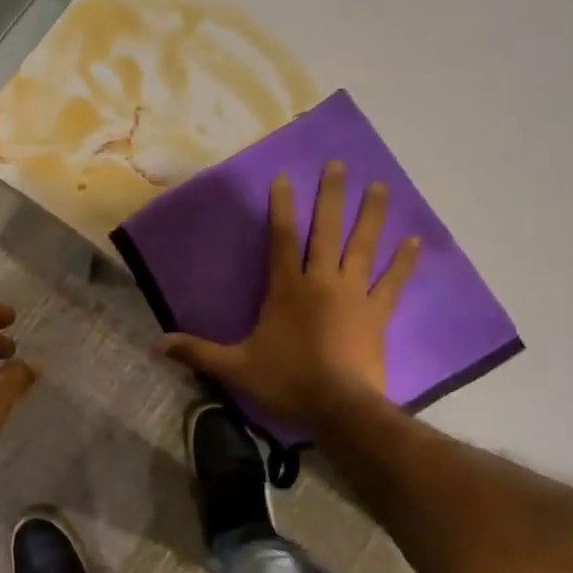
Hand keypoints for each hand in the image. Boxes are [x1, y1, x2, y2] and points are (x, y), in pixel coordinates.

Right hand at [158, 162, 418, 430]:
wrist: (340, 408)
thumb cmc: (287, 381)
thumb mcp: (236, 367)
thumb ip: (198, 352)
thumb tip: (157, 345)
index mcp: (287, 288)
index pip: (281, 238)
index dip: (281, 206)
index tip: (284, 178)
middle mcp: (322, 281)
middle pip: (327, 230)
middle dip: (332, 195)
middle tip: (339, 164)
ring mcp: (354, 294)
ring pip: (363, 246)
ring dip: (371, 215)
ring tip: (380, 185)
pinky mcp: (378, 313)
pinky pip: (393, 281)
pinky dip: (404, 261)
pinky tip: (415, 240)